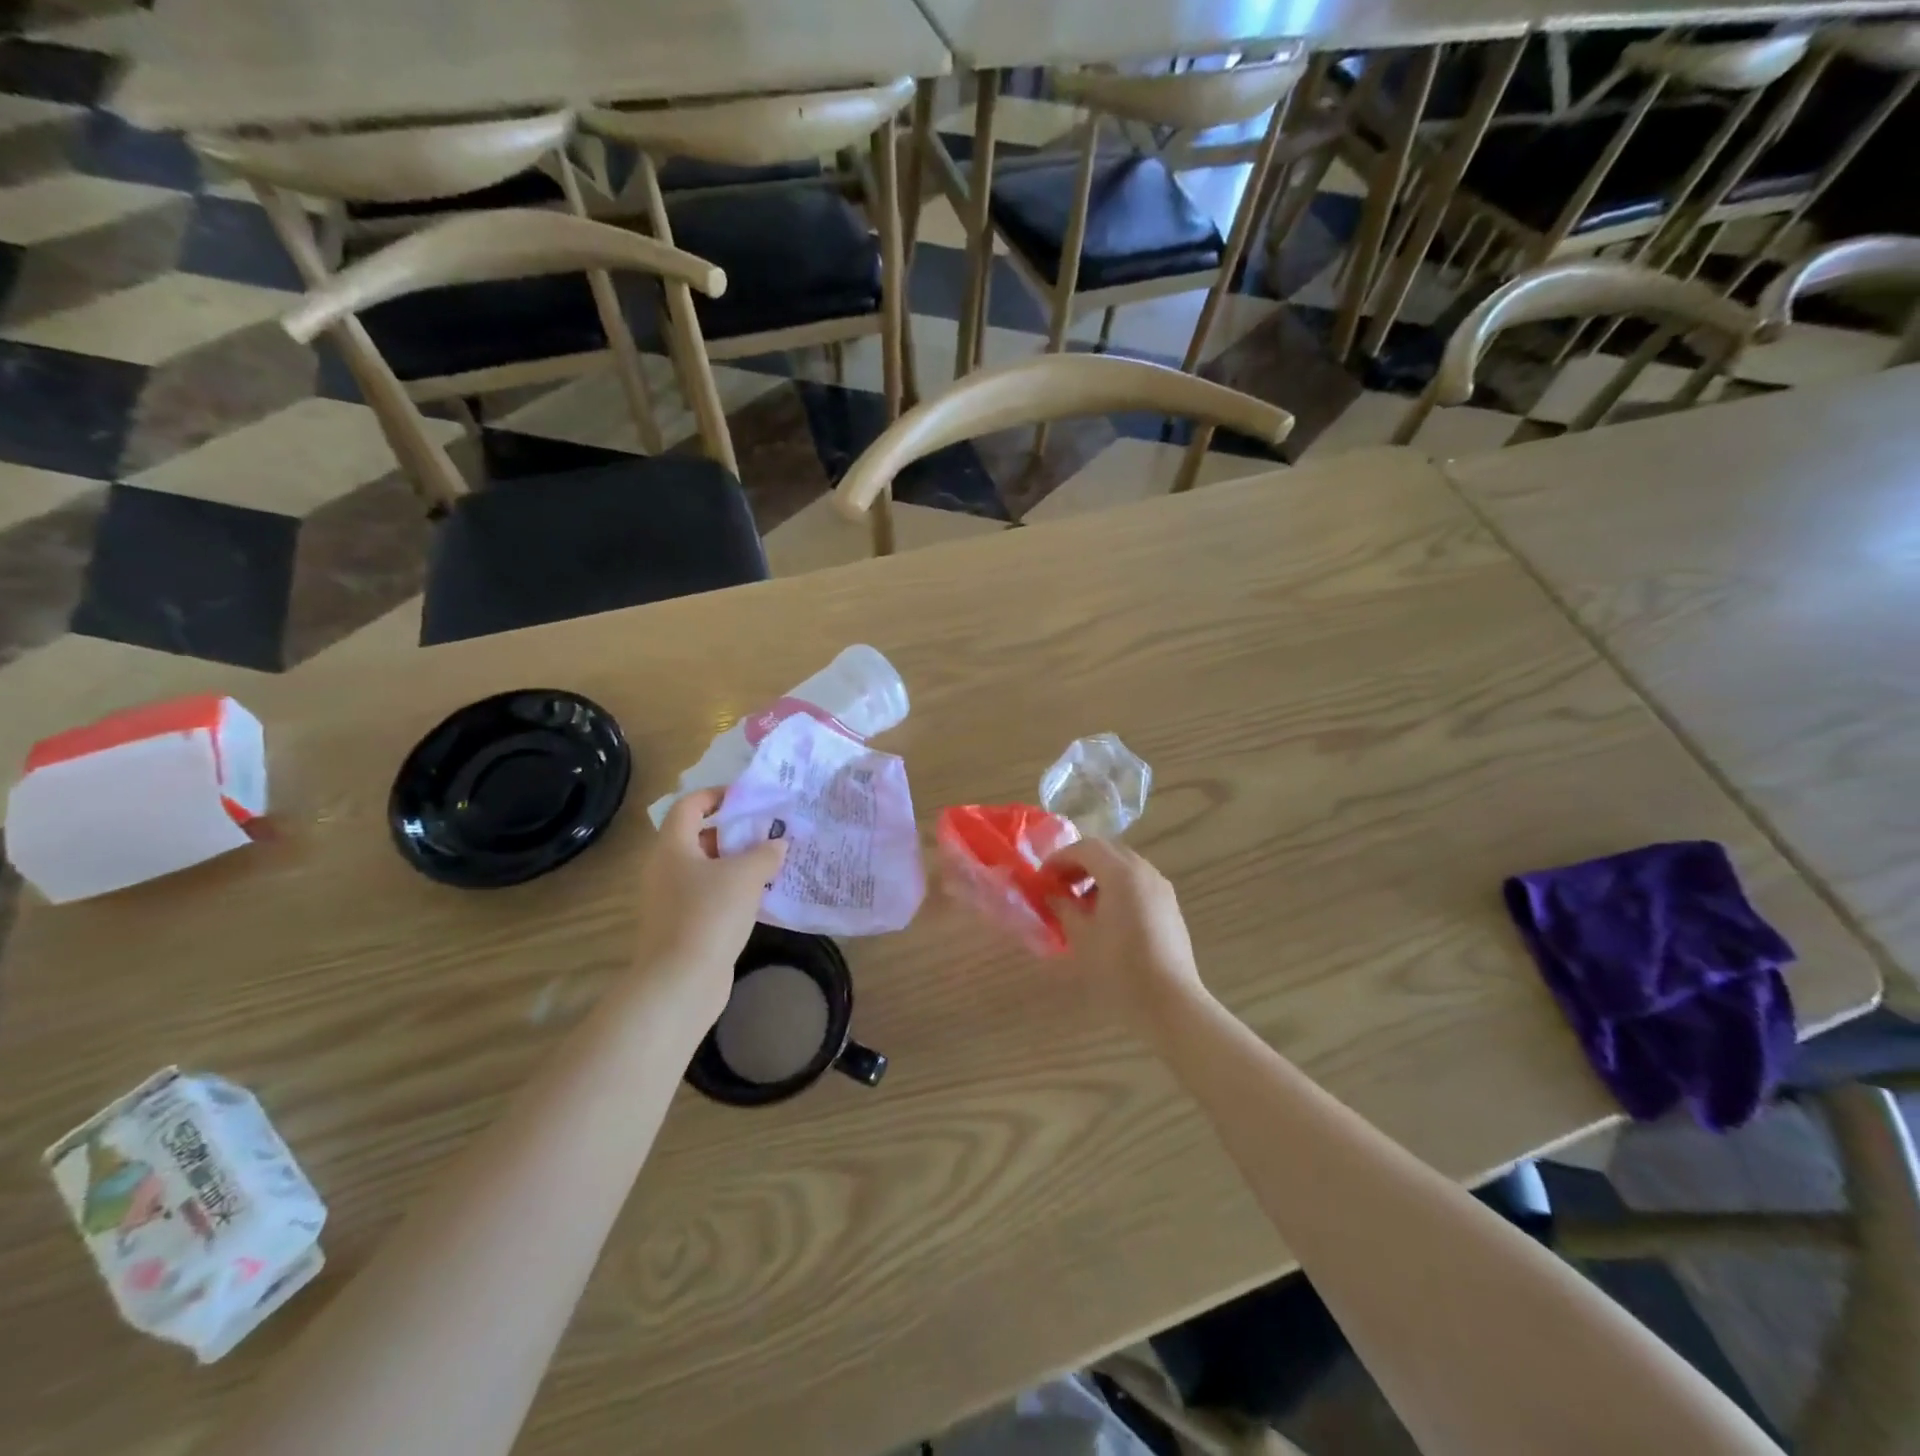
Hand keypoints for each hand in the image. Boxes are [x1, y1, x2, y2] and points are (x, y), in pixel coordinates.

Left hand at [632, 789, 786, 1024]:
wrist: (680, 983)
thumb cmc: (709, 915)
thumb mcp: (746, 876)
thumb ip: (765, 853)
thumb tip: (778, 843)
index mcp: (672, 847)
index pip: (689, 805)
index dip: (717, 795)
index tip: (749, 797)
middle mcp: (665, 869)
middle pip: (699, 836)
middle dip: (735, 831)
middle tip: (769, 830)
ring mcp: (671, 900)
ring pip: (706, 869)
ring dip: (737, 863)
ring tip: (772, 861)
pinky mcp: (682, 926)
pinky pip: (709, 896)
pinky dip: (733, 890)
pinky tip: (761, 896)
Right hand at [1042, 838, 1208, 1036]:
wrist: (1170, 1002)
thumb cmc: (1119, 967)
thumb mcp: (1081, 936)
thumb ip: (1062, 907)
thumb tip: (1051, 894)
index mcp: (1122, 873)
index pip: (1086, 848)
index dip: (1060, 858)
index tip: (1042, 879)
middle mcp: (1144, 872)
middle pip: (1107, 852)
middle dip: (1079, 864)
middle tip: (1059, 886)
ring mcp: (1161, 889)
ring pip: (1124, 867)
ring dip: (1098, 876)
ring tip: (1080, 904)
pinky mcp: (1170, 907)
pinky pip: (1138, 884)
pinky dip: (1117, 888)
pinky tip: (1106, 918)